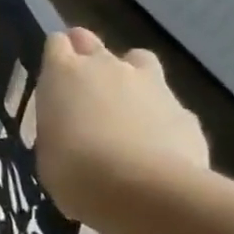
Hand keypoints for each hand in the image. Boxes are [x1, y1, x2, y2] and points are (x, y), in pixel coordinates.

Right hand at [34, 28, 209, 229]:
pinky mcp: (184, 111)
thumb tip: (73, 127)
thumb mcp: (48, 148)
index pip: (57, 43)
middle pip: (93, 43)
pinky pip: (169, 104)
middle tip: (85, 84)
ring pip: (139, 61)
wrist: (141, 190)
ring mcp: (150, 85)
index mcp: (64, 73)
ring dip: (131, 75)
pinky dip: (161, 117)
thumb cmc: (73, 170)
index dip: (57, 56)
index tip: (55, 75)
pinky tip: (157, 145)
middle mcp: (107, 67)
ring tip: (127, 105)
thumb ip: (60, 125)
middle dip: (88, 55)